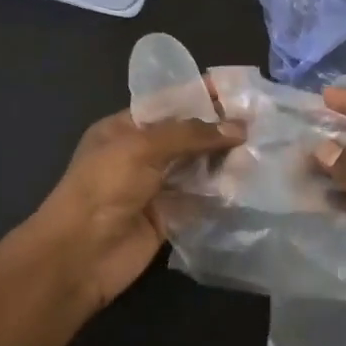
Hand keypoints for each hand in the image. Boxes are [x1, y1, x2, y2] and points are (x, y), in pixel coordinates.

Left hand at [26, 109, 243, 315]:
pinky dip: (222, 194)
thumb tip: (238, 128)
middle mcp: (140, 155)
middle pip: (186, 137)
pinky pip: (200, 200)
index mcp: (123, 129)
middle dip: (219, 130)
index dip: (200, 97)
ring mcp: (155, 188)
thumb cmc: (103, 187)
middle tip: (262, 121)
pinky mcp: (169, 218)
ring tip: (264, 149)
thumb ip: (189, 135)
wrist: (80, 254)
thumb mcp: (141, 148)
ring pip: (196, 168)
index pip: (168, 105)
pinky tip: (250, 184)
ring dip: (224, 161)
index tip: (238, 91)